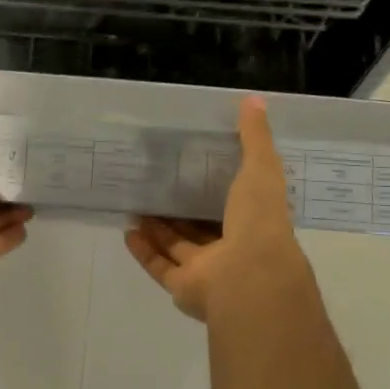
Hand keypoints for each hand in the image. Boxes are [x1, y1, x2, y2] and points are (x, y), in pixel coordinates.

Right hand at [125, 96, 313, 322]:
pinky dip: (144, 251)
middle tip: (159, 188)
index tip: (196, 168)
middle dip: (182, 212)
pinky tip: (128, 231)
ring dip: (159, 230)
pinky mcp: (184, 288)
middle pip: (203, 229)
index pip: (236, 204)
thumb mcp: (261, 169)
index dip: (218, 188)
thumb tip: (255, 100)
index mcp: (255, 224)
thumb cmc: (259, 221)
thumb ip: (256, 138)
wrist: (249, 278)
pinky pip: (160, 267)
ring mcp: (208, 273)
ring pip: (179, 248)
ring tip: (138, 207)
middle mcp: (233, 251)